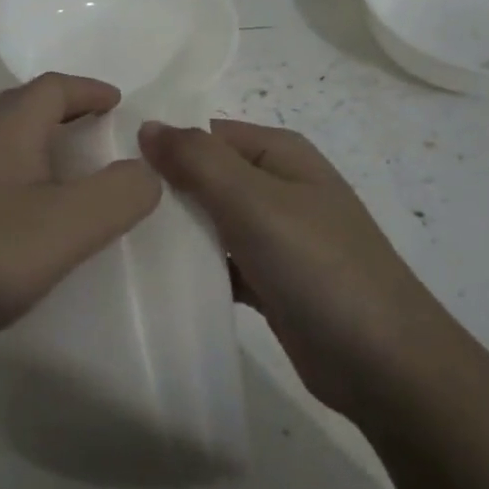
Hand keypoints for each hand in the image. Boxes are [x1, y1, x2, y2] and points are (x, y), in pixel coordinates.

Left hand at [0, 74, 161, 362]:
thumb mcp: (72, 224)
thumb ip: (121, 192)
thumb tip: (144, 171)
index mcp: (7, 128)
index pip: (53, 87)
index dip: (89, 89)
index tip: (117, 101)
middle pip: (22, 107)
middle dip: (62, 110)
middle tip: (94, 129)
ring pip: (0, 140)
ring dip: (36, 143)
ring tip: (64, 170)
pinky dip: (15, 175)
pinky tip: (21, 213)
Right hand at [138, 119, 446, 416]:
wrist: (383, 363)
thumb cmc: (319, 266)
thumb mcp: (255, 201)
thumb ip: (198, 160)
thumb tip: (147, 125)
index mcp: (279, 154)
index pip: (206, 134)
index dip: (161, 146)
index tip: (108, 169)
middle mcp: (277, 188)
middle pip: (205, 178)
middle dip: (162, 192)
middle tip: (105, 211)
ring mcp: (276, 237)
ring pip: (210, 223)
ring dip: (174, 234)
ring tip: (115, 243)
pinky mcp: (270, 282)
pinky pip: (220, 264)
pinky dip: (194, 270)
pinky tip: (152, 282)